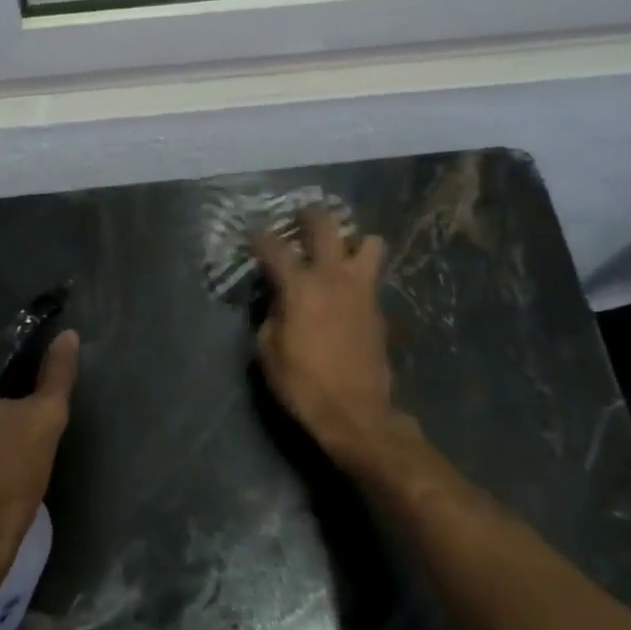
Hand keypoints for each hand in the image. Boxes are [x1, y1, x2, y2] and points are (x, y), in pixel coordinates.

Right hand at [252, 207, 402, 468]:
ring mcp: (362, 290)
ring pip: (369, 242)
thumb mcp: (268, 351)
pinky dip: (359, 271)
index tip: (251, 232)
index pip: (275, 247)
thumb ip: (270, 315)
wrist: (356, 413)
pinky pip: (372, 274)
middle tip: (299, 218)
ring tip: (337, 250)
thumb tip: (278, 300)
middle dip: (309, 216)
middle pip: (326, 226)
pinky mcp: (379, 308)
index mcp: (300, 287)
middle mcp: (334, 277)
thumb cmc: (303, 384)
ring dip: (351, 240)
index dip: (259, 236)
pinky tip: (346, 287)